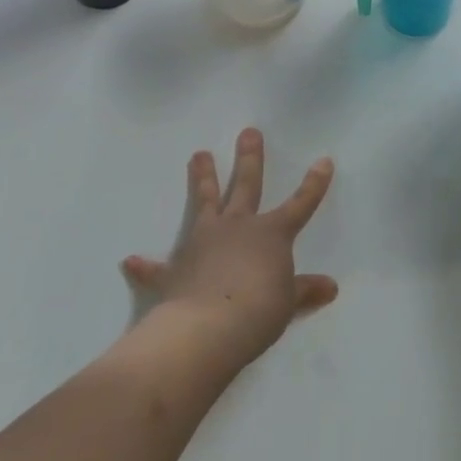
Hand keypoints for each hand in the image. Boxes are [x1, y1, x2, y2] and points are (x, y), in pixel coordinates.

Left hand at [120, 129, 338, 369]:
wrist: (208, 328)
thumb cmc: (258, 311)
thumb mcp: (287, 303)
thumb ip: (304, 291)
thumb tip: (330, 287)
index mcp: (271, 234)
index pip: (300, 204)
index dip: (314, 184)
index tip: (324, 161)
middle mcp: (238, 228)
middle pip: (246, 186)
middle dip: (250, 158)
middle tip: (248, 132)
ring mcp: (204, 243)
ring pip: (205, 203)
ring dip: (202, 179)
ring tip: (198, 154)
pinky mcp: (175, 269)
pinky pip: (157, 267)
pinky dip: (145, 266)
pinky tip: (130, 261)